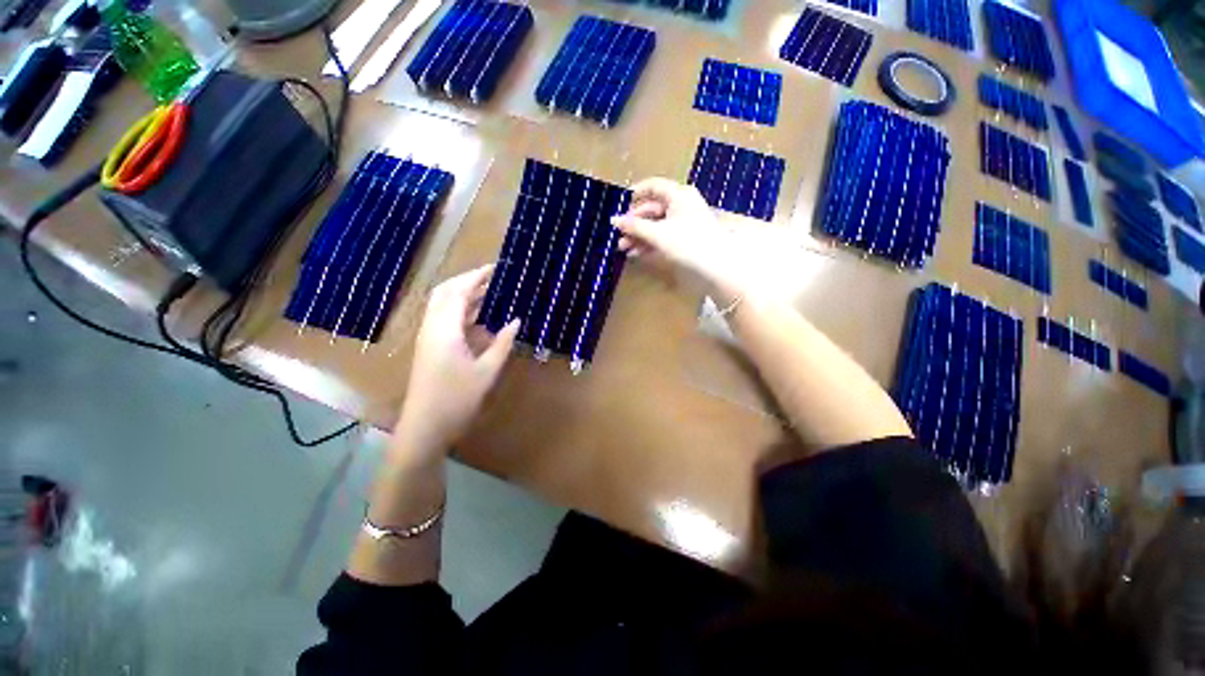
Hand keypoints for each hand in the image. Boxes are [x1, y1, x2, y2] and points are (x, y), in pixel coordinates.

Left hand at [393, 265, 519, 460]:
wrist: (424, 426)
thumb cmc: (457, 399)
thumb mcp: (487, 371)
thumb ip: (502, 343)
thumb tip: (516, 320)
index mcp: (445, 329)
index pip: (460, 292)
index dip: (477, 277)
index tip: (496, 268)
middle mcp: (432, 327)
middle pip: (446, 292)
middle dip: (468, 280)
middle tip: (493, 278)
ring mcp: (428, 337)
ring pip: (443, 305)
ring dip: (464, 295)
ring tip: (490, 293)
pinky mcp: (429, 347)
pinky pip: (444, 319)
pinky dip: (461, 311)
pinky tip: (479, 318)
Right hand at [611, 178, 754, 297]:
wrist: (717, 268)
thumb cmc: (688, 244)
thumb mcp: (658, 234)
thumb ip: (635, 226)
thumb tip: (613, 220)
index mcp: (679, 195)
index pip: (653, 186)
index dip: (635, 194)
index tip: (618, 205)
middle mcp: (682, 205)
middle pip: (652, 209)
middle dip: (634, 222)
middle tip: (618, 236)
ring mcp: (684, 223)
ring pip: (656, 225)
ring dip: (639, 235)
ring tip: (623, 248)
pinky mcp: (685, 239)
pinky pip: (663, 236)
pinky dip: (650, 243)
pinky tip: (636, 253)